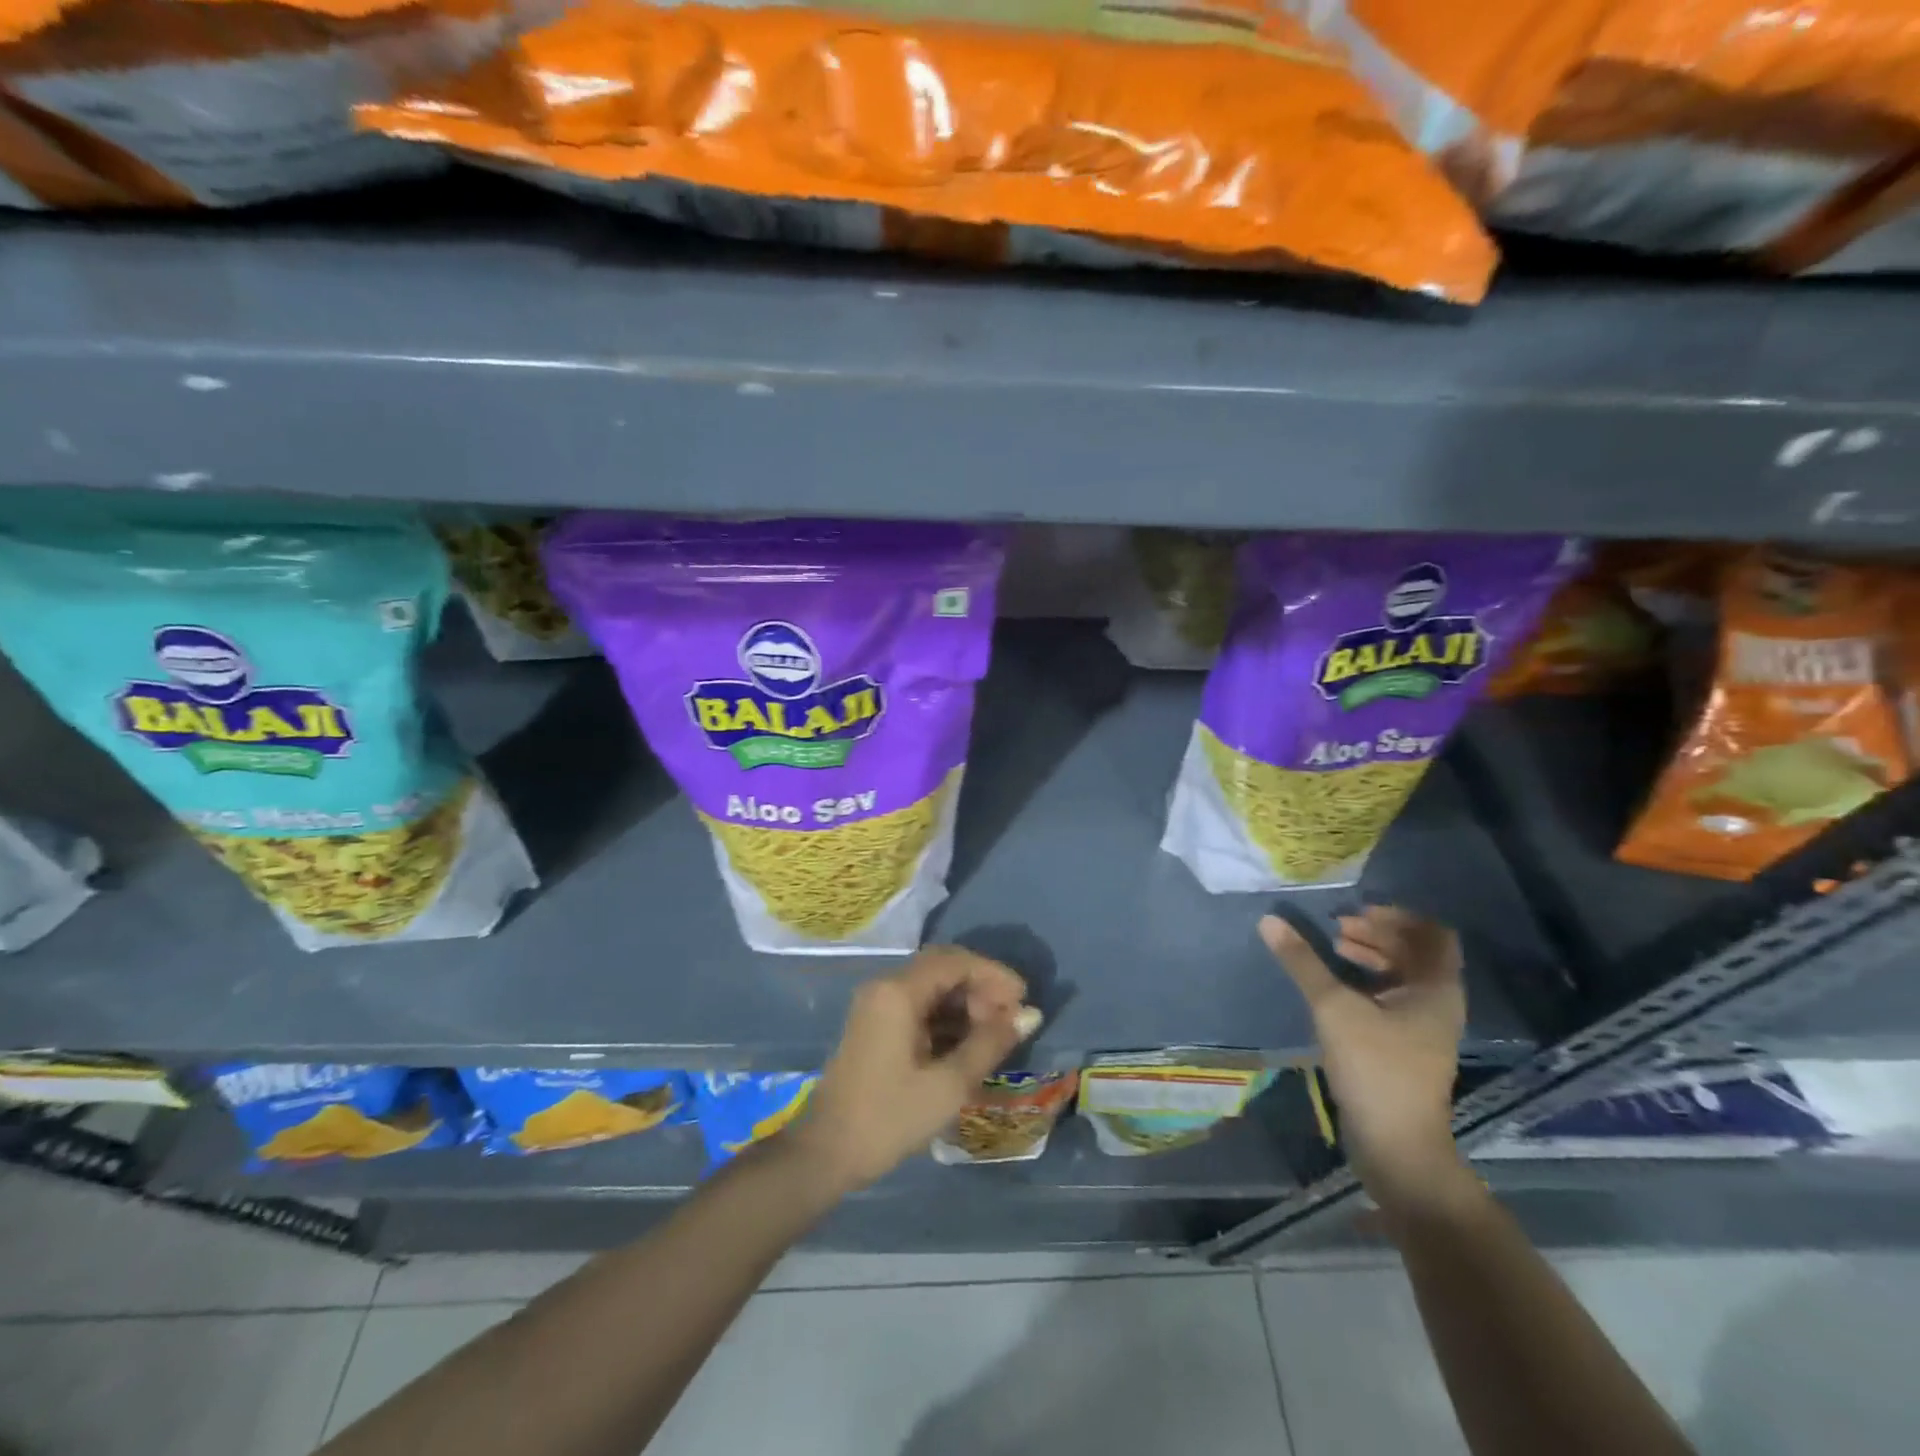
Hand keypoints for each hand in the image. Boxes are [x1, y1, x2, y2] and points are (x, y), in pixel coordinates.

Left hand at [790, 946, 1039, 1193]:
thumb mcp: (949, 1084)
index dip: (993, 974)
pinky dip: (946, 1018)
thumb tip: (1030, 1015)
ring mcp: (877, 1005)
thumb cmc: (889, 1118)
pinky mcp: (876, 1025)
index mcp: (898, 991)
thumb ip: (990, 1043)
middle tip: (1009, 1021)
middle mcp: (885, 987)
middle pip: (942, 969)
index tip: (1023, 1001)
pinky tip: (968, 1045)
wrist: (826, 1154)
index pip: (955, 961)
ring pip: (931, 987)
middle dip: (980, 988)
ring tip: (993, 1036)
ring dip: (965, 1003)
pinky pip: (919, 1006)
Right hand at [1260, 907, 1469, 1210]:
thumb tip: (1269, 920)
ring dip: (1371, 955)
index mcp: (1436, 989)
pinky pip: (1390, 997)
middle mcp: (1437, 1003)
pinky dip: (1366, 981)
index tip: (1358, 910)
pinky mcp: (1404, 1045)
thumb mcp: (1334, 1008)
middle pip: (1416, 952)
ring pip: (1402, 975)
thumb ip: (1303, 962)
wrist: (1396, 1146)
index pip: (1434, 934)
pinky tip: (1336, 983)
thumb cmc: (1376, 1068)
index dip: (1399, 916)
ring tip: (1333, 946)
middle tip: (1337, 925)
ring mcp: (1423, 1027)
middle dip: (1378, 933)